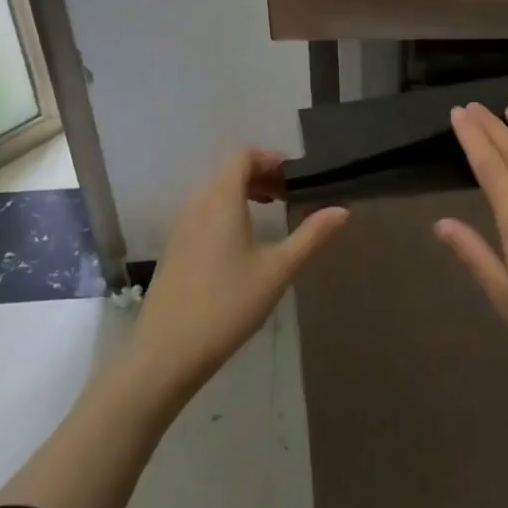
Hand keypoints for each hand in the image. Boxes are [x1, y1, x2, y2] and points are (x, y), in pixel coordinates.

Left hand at [129, 147, 346, 398]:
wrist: (166, 353)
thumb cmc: (228, 304)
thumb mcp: (277, 270)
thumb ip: (311, 236)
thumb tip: (342, 211)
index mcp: (221, 198)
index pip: (242, 155)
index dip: (269, 158)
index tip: (294, 176)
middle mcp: (197, 203)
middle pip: (228, 170)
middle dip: (260, 174)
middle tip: (289, 194)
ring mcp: (181, 226)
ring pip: (214, 191)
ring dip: (243, 192)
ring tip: (270, 213)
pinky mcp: (175, 248)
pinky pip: (203, 211)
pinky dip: (227, 210)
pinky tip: (242, 242)